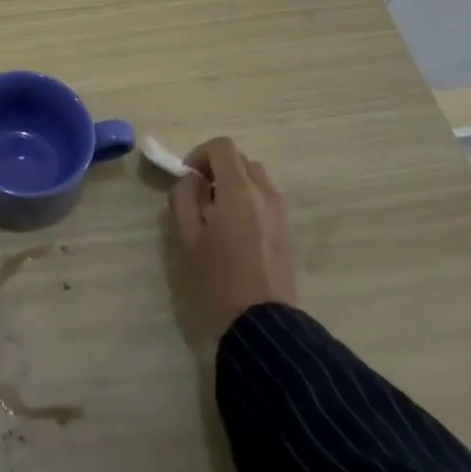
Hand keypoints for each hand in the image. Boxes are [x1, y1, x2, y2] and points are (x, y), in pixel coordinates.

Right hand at [168, 137, 298, 337]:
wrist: (262, 324)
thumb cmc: (217, 280)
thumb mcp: (186, 238)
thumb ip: (183, 199)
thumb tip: (191, 181)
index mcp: (239, 191)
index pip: (222, 147)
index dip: (199, 154)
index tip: (187, 178)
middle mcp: (265, 193)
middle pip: (241, 160)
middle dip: (217, 169)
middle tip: (198, 196)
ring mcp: (281, 212)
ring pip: (255, 179)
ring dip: (234, 185)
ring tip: (215, 214)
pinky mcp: (287, 230)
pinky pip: (265, 199)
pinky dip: (248, 201)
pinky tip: (233, 231)